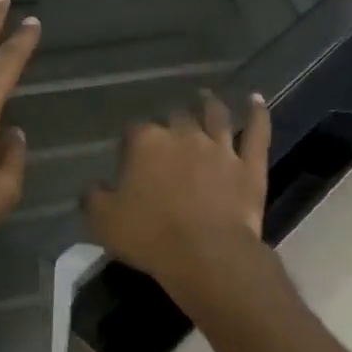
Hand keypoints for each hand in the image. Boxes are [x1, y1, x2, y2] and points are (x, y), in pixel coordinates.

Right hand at [83, 91, 273, 315]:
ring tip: (205, 96)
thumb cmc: (150, 236)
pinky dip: (258, 114)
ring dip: (210, 104)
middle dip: (170, 120)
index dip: (131, 141)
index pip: (134, 131)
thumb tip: (93, 187)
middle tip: (167, 128)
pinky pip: (257, 132)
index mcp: (147, 143)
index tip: (129, 154)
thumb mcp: (104, 221)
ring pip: (216, 116)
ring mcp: (220, 147)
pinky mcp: (249, 165)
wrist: (207, 255)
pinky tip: (256, 99)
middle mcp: (184, 135)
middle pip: (175, 118)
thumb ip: (94, 198)